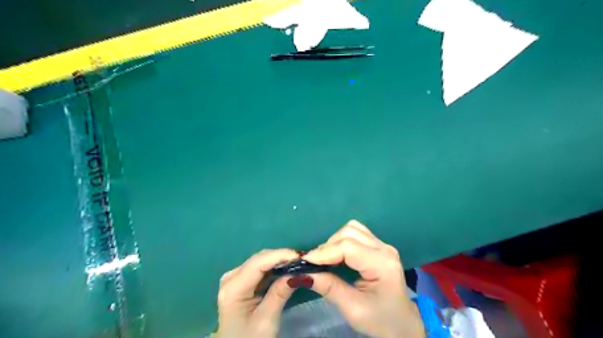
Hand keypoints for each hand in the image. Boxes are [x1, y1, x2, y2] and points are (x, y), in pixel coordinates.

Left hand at [216, 249, 301, 337]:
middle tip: (303, 259)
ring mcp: (234, 278)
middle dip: (281, 256)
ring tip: (298, 262)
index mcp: (233, 288)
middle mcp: (231, 277)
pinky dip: (274, 267)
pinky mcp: (240, 281)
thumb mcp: (267, 320)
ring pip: (260, 261)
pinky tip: (286, 268)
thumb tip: (298, 272)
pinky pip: (259, 268)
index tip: (300, 255)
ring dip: (279, 260)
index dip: (279, 255)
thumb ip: (280, 293)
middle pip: (259, 259)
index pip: (258, 263)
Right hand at [302, 220, 423, 337]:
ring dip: (334, 241)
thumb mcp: (353, 308)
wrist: (403, 326)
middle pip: (349, 233)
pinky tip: (337, 255)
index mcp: (382, 264)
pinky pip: (356, 233)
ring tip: (325, 259)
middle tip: (314, 263)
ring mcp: (383, 245)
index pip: (348, 247)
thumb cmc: (380, 321)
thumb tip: (302, 273)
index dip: (324, 252)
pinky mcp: (379, 246)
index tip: (305, 262)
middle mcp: (384, 249)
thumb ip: (328, 287)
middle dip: (328, 246)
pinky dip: (342, 240)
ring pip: (352, 229)